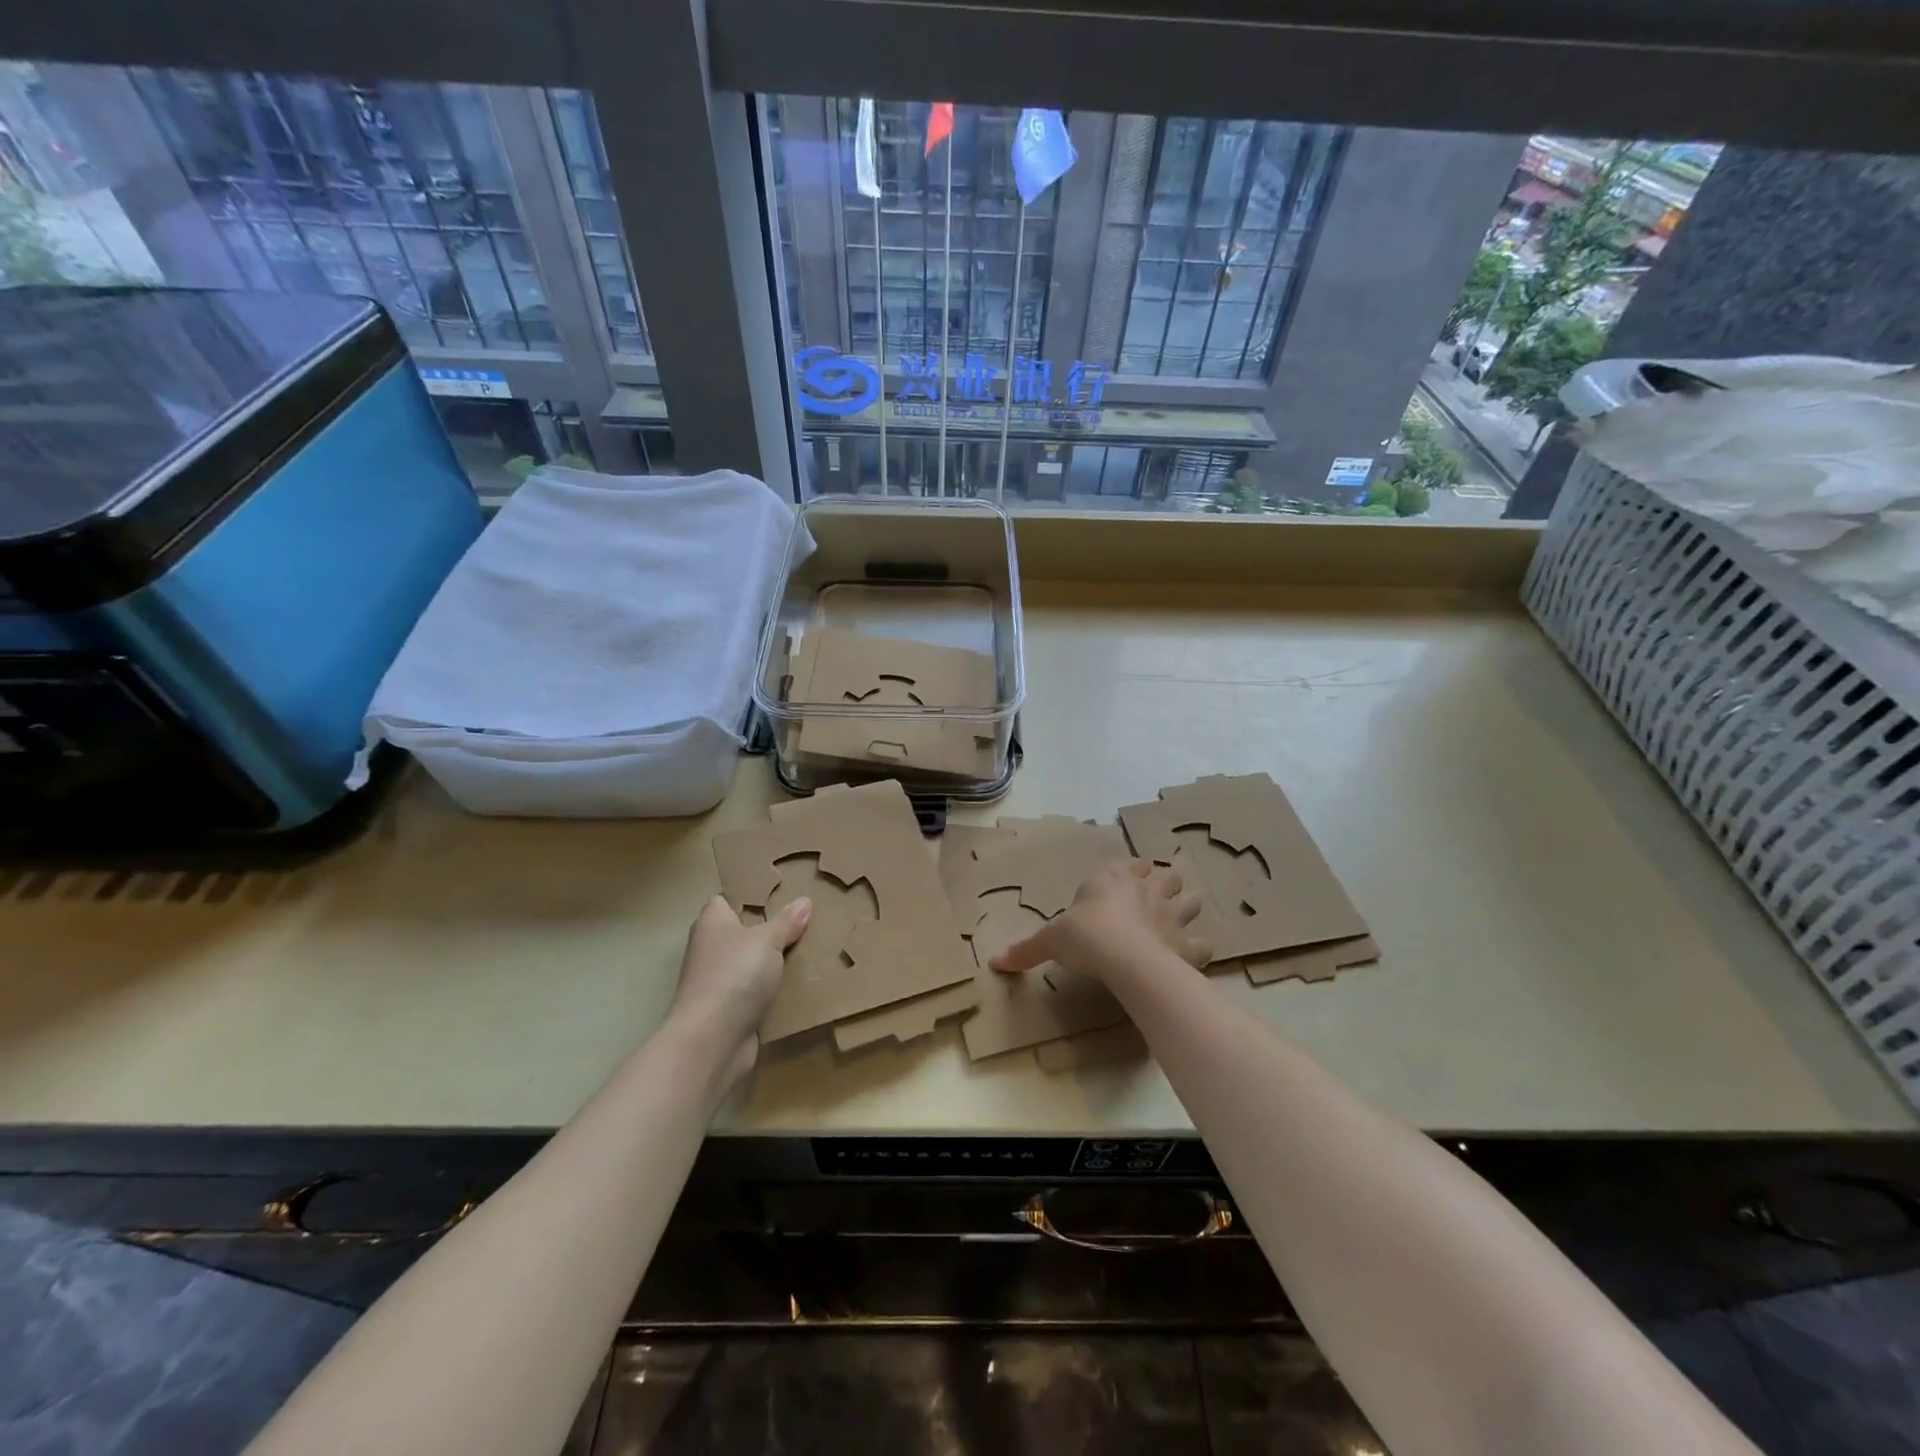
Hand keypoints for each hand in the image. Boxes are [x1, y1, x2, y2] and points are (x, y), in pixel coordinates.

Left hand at [667, 895, 810, 1088]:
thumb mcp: (767, 940)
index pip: (728, 899)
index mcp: (712, 923)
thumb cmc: (734, 976)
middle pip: (744, 931)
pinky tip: (801, 983)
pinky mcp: (730, 1009)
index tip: (782, 891)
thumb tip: (803, 902)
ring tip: (811, 947)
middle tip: (806, 918)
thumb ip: (786, 921)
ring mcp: (719, 981)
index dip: (752, 894)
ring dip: (775, 961)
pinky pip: (757, 991)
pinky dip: (775, 989)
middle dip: (771, 927)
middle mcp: (711, 948)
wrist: (712, 1041)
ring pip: (753, 962)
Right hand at [990, 860, 1208, 979]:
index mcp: (1115, 879)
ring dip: (1187, 909)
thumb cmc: (1085, 935)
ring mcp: (1172, 915)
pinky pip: (1201, 944)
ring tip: (1178, 921)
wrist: (1123, 958)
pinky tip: (1189, 957)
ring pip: (1191, 901)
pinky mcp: (1187, 945)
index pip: (1132, 864)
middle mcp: (1147, 890)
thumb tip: (993, 962)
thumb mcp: (1050, 940)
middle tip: (1158, 899)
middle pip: (1168, 877)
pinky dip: (1197, 949)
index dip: (1133, 871)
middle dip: (1166, 885)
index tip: (1131, 878)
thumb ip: (1026, 949)